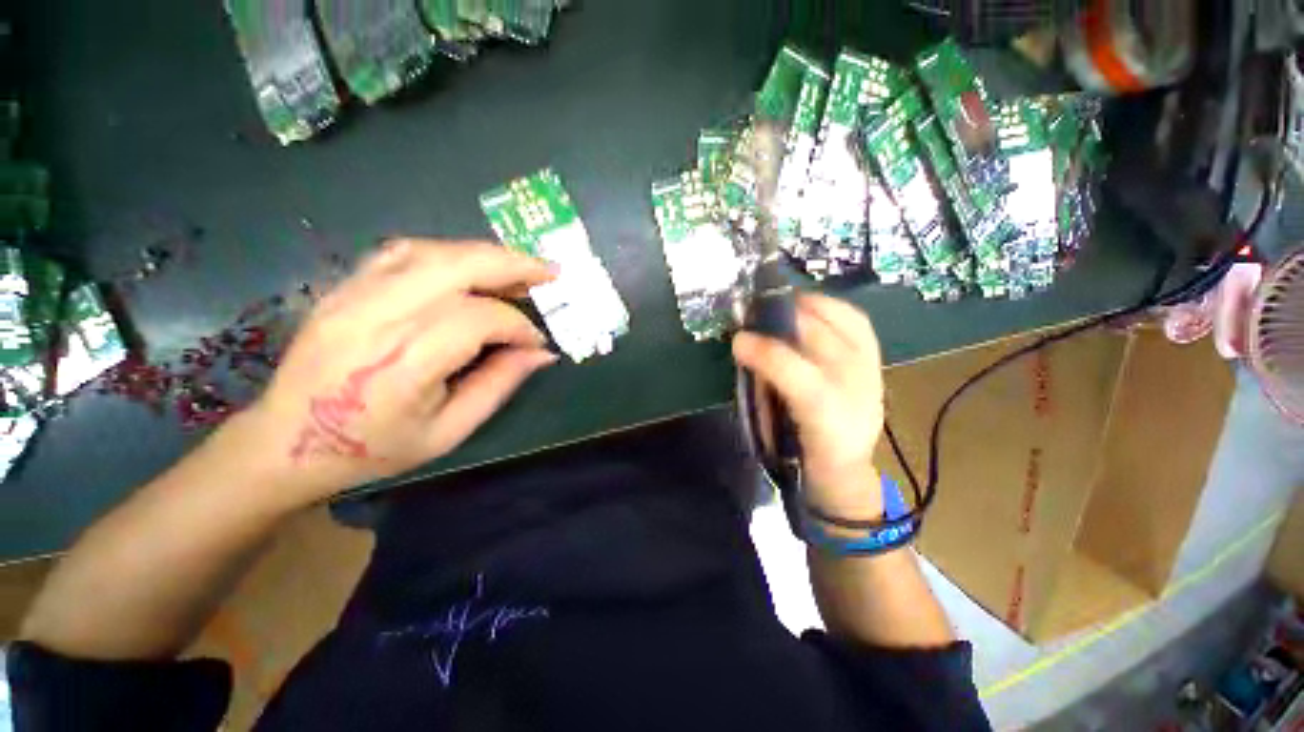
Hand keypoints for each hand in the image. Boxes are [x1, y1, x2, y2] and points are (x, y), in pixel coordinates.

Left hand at [233, 239, 557, 505]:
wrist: (286, 443)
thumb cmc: (372, 448)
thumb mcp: (449, 431)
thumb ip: (499, 384)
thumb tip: (542, 353)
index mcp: (404, 361)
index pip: (480, 319)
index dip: (519, 327)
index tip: (537, 343)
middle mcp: (377, 316)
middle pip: (457, 266)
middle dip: (513, 265)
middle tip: (549, 272)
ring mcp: (354, 294)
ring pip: (432, 251)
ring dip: (483, 254)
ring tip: (517, 268)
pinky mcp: (344, 286)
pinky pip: (402, 252)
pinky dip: (447, 253)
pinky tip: (468, 266)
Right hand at [732, 294, 885, 518]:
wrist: (845, 465)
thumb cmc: (799, 450)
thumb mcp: (771, 428)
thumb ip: (761, 387)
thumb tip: (747, 350)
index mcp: (824, 417)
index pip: (797, 375)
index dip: (765, 352)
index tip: (738, 339)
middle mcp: (855, 390)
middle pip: (820, 338)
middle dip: (782, 318)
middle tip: (753, 313)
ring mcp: (870, 371)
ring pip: (843, 322)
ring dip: (807, 305)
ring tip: (780, 302)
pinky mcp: (876, 361)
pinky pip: (857, 321)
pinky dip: (831, 307)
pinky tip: (810, 306)